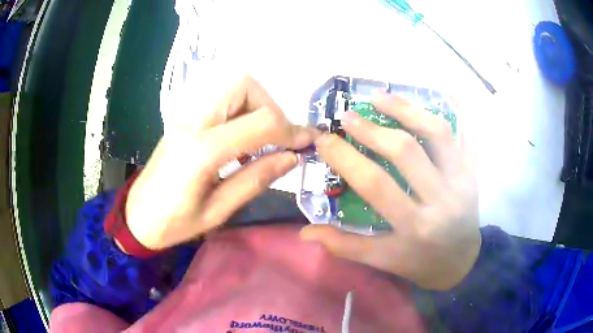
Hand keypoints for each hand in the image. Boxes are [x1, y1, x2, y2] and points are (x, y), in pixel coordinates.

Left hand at [125, 76, 316, 249]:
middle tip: (277, 138)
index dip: (290, 130)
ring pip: (232, 86)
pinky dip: (241, 110)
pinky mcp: (184, 118)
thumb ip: (255, 180)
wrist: (137, 216)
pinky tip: (240, 140)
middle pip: (242, 84)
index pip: (258, 122)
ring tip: (260, 140)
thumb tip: (292, 158)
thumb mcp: (217, 212)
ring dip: (256, 106)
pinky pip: (221, 99)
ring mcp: (186, 116)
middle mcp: (193, 122)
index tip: (306, 142)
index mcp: (201, 151)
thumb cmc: (174, 223)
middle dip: (270, 106)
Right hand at [300, 92, 479, 289]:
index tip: (324, 140)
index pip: (374, 184)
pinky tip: (447, 88)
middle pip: (405, 152)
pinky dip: (460, 109)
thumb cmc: (421, 262)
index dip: (345, 158)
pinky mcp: (473, 171)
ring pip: (437, 134)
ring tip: (380, 96)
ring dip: (406, 109)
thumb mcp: (384, 261)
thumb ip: (346, 246)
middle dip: (370, 130)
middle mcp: (441, 199)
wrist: (462, 262)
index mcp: (414, 226)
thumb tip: (306, 232)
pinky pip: (469, 134)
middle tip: (347, 116)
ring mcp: (462, 180)